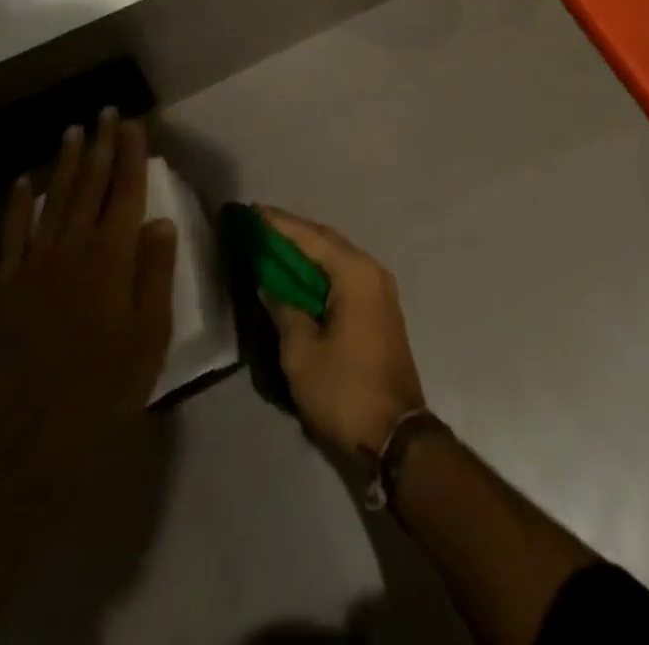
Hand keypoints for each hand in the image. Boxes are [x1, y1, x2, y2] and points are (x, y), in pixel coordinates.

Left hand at [0, 110, 178, 489]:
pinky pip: (13, 234)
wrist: (36, 435)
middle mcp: (73, 248)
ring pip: (54, 200)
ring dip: (65, 164)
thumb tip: (159, 220)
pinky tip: (24, 182)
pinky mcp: (9, 285)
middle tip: (105, 113)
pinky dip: (18, 205)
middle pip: (90, 186)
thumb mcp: (151, 333)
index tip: (133, 124)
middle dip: (100, 146)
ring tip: (73, 132)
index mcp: (111, 258)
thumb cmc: (109, 384)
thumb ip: (155, 272)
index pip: (125, 192)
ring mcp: (36, 264)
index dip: (131, 155)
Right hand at [259, 208, 426, 461]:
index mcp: (355, 273)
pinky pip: (344, 276)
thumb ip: (283, 309)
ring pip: (336, 258)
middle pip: (326, 242)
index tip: (252, 211)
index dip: (279, 224)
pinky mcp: (379, 310)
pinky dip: (319, 272)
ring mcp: (379, 291)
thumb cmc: (344, 390)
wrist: (396, 437)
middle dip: (292, 233)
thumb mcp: (301, 352)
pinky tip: (297, 276)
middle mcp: (372, 271)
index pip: (311, 237)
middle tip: (258, 225)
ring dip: (306, 252)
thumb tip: (269, 284)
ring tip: (272, 245)